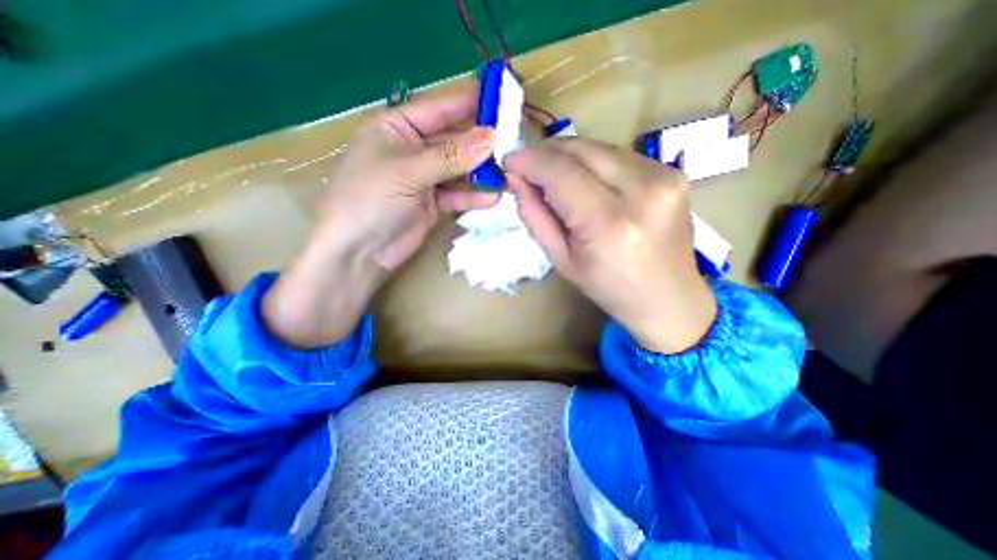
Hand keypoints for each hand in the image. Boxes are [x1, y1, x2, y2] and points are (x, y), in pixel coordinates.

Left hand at [265, 87, 498, 347]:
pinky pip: (457, 195)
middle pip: (452, 140)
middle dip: (480, 143)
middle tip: (512, 142)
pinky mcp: (432, 203)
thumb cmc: (370, 199)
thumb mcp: (409, 171)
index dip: (467, 103)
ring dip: (481, 172)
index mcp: (396, 128)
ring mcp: (423, 178)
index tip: (499, 100)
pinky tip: (493, 198)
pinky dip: (473, 197)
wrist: (358, 251)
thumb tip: (491, 137)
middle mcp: (412, 150)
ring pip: (458, 169)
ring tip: (509, 173)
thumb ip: (451, 156)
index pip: (437, 109)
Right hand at [507, 135, 717, 351]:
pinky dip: (594, 162)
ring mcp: (664, 177)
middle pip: (582, 149)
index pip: (561, 173)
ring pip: (600, 146)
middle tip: (528, 166)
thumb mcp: (562, 260)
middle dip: (547, 152)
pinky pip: (619, 155)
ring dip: (570, 156)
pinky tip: (587, 180)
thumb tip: (516, 180)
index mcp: (608, 224)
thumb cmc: (609, 287)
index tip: (510, 161)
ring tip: (555, 176)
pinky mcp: (674, 172)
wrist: (669, 297)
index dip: (530, 161)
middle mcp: (642, 191)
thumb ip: (535, 217)